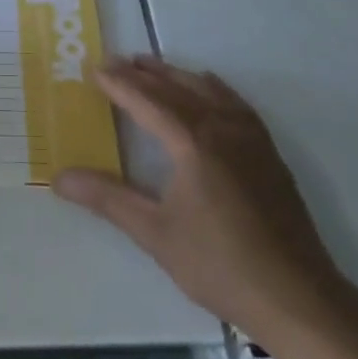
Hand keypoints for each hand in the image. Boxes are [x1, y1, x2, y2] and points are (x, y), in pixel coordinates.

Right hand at [53, 56, 357, 347]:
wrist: (298, 298)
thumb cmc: (219, 265)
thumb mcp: (155, 234)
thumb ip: (108, 199)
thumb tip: (60, 178)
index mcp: (193, 143)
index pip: (148, 101)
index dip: (119, 84)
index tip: (94, 68)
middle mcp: (222, 129)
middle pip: (177, 89)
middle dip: (144, 73)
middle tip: (115, 60)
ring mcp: (251, 139)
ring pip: (207, 91)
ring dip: (176, 75)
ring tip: (152, 66)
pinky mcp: (269, 154)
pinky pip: (235, 103)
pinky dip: (213, 88)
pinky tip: (208, 88)